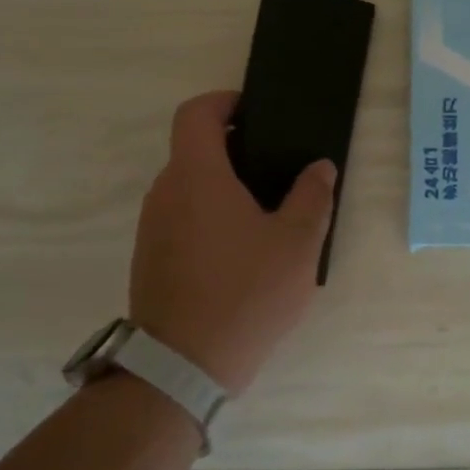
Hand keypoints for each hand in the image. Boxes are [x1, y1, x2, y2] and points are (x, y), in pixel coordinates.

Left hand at [129, 91, 336, 394]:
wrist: (181, 368)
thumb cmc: (244, 294)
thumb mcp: (297, 244)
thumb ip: (313, 197)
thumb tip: (319, 167)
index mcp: (197, 176)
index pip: (196, 113)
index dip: (224, 101)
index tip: (256, 111)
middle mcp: (165, 193)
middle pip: (195, 150)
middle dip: (235, 149)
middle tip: (278, 169)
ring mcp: (152, 228)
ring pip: (189, 187)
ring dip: (222, 187)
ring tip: (266, 214)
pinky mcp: (150, 259)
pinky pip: (181, 218)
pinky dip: (208, 216)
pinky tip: (241, 251)